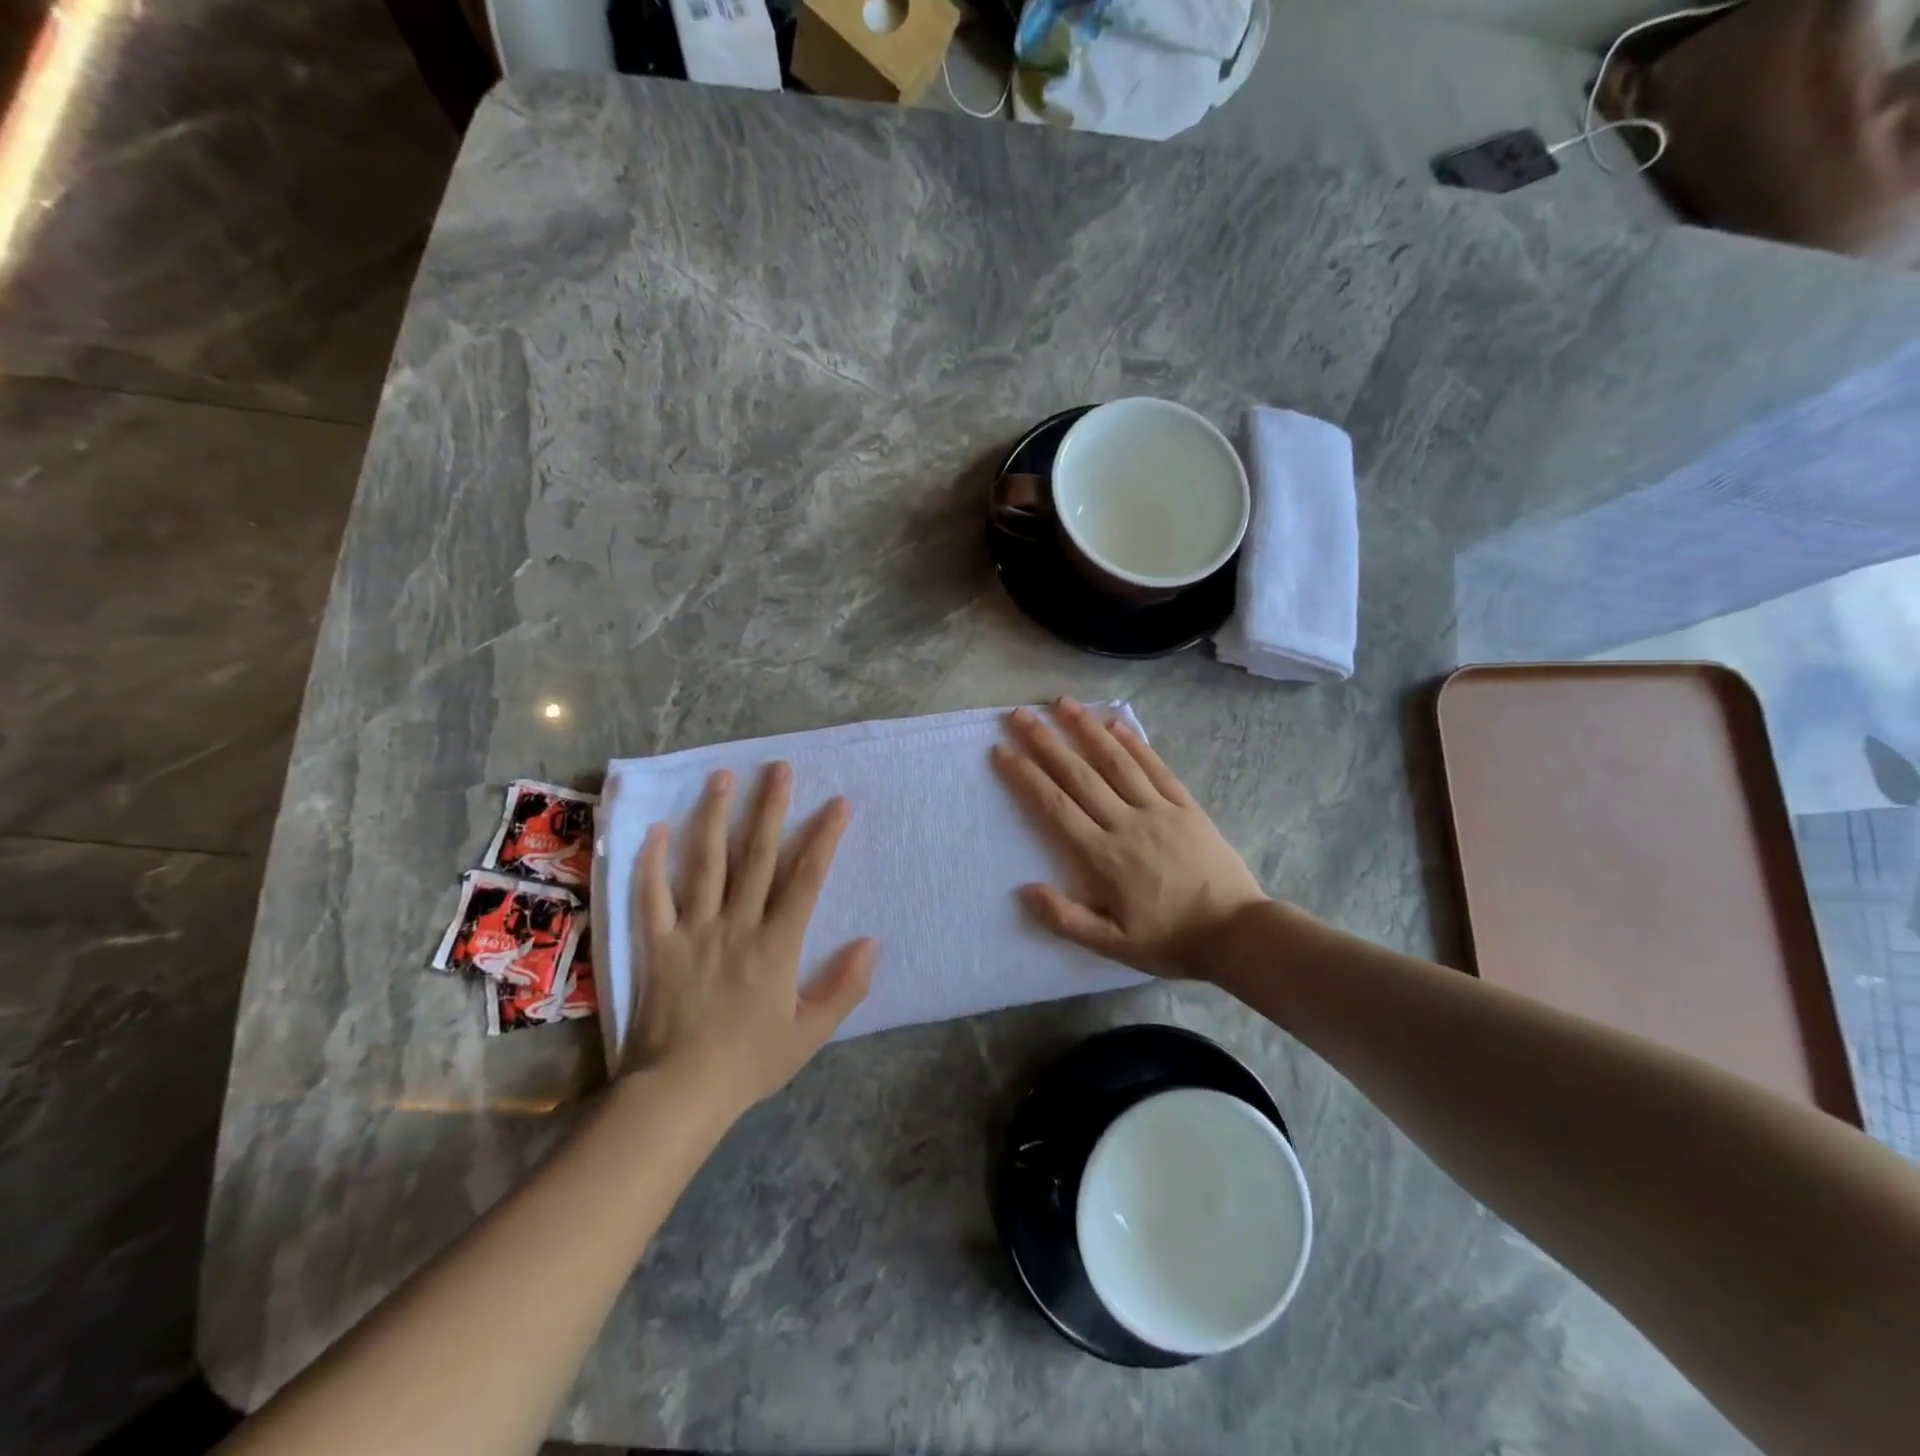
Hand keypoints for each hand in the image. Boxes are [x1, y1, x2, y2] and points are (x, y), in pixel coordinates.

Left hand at [631, 763, 875, 1108]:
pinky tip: (656, 828)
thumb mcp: (810, 1033)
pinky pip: (651, 897)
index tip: (838, 803)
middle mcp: (736, 925)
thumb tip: (872, 942)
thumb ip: (845, 987)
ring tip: (723, 777)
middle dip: (770, 809)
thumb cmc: (749, 1063)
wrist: (677, 1094)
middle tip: (778, 768)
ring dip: (714, 817)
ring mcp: (693, 931)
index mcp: (776, 945)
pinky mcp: (657, 944)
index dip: (824, 838)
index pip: (805, 879)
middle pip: (756, 857)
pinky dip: (652, 862)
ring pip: (705, 863)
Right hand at [991, 699, 1268, 980]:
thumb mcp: (1113, 946)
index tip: (1003, 751)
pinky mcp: (1186, 807)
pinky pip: (1156, 768)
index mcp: (1104, 856)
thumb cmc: (1170, 941)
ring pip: (1116, 762)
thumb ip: (1066, 919)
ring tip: (1063, 703)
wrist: (1237, 933)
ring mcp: (1159, 810)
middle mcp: (1127, 823)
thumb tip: (1025, 890)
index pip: (1055, 807)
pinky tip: (1117, 723)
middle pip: (1079, 775)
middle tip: (1020, 714)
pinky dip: (1135, 744)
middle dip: (1046, 742)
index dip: (1026, 776)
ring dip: (1087, 729)